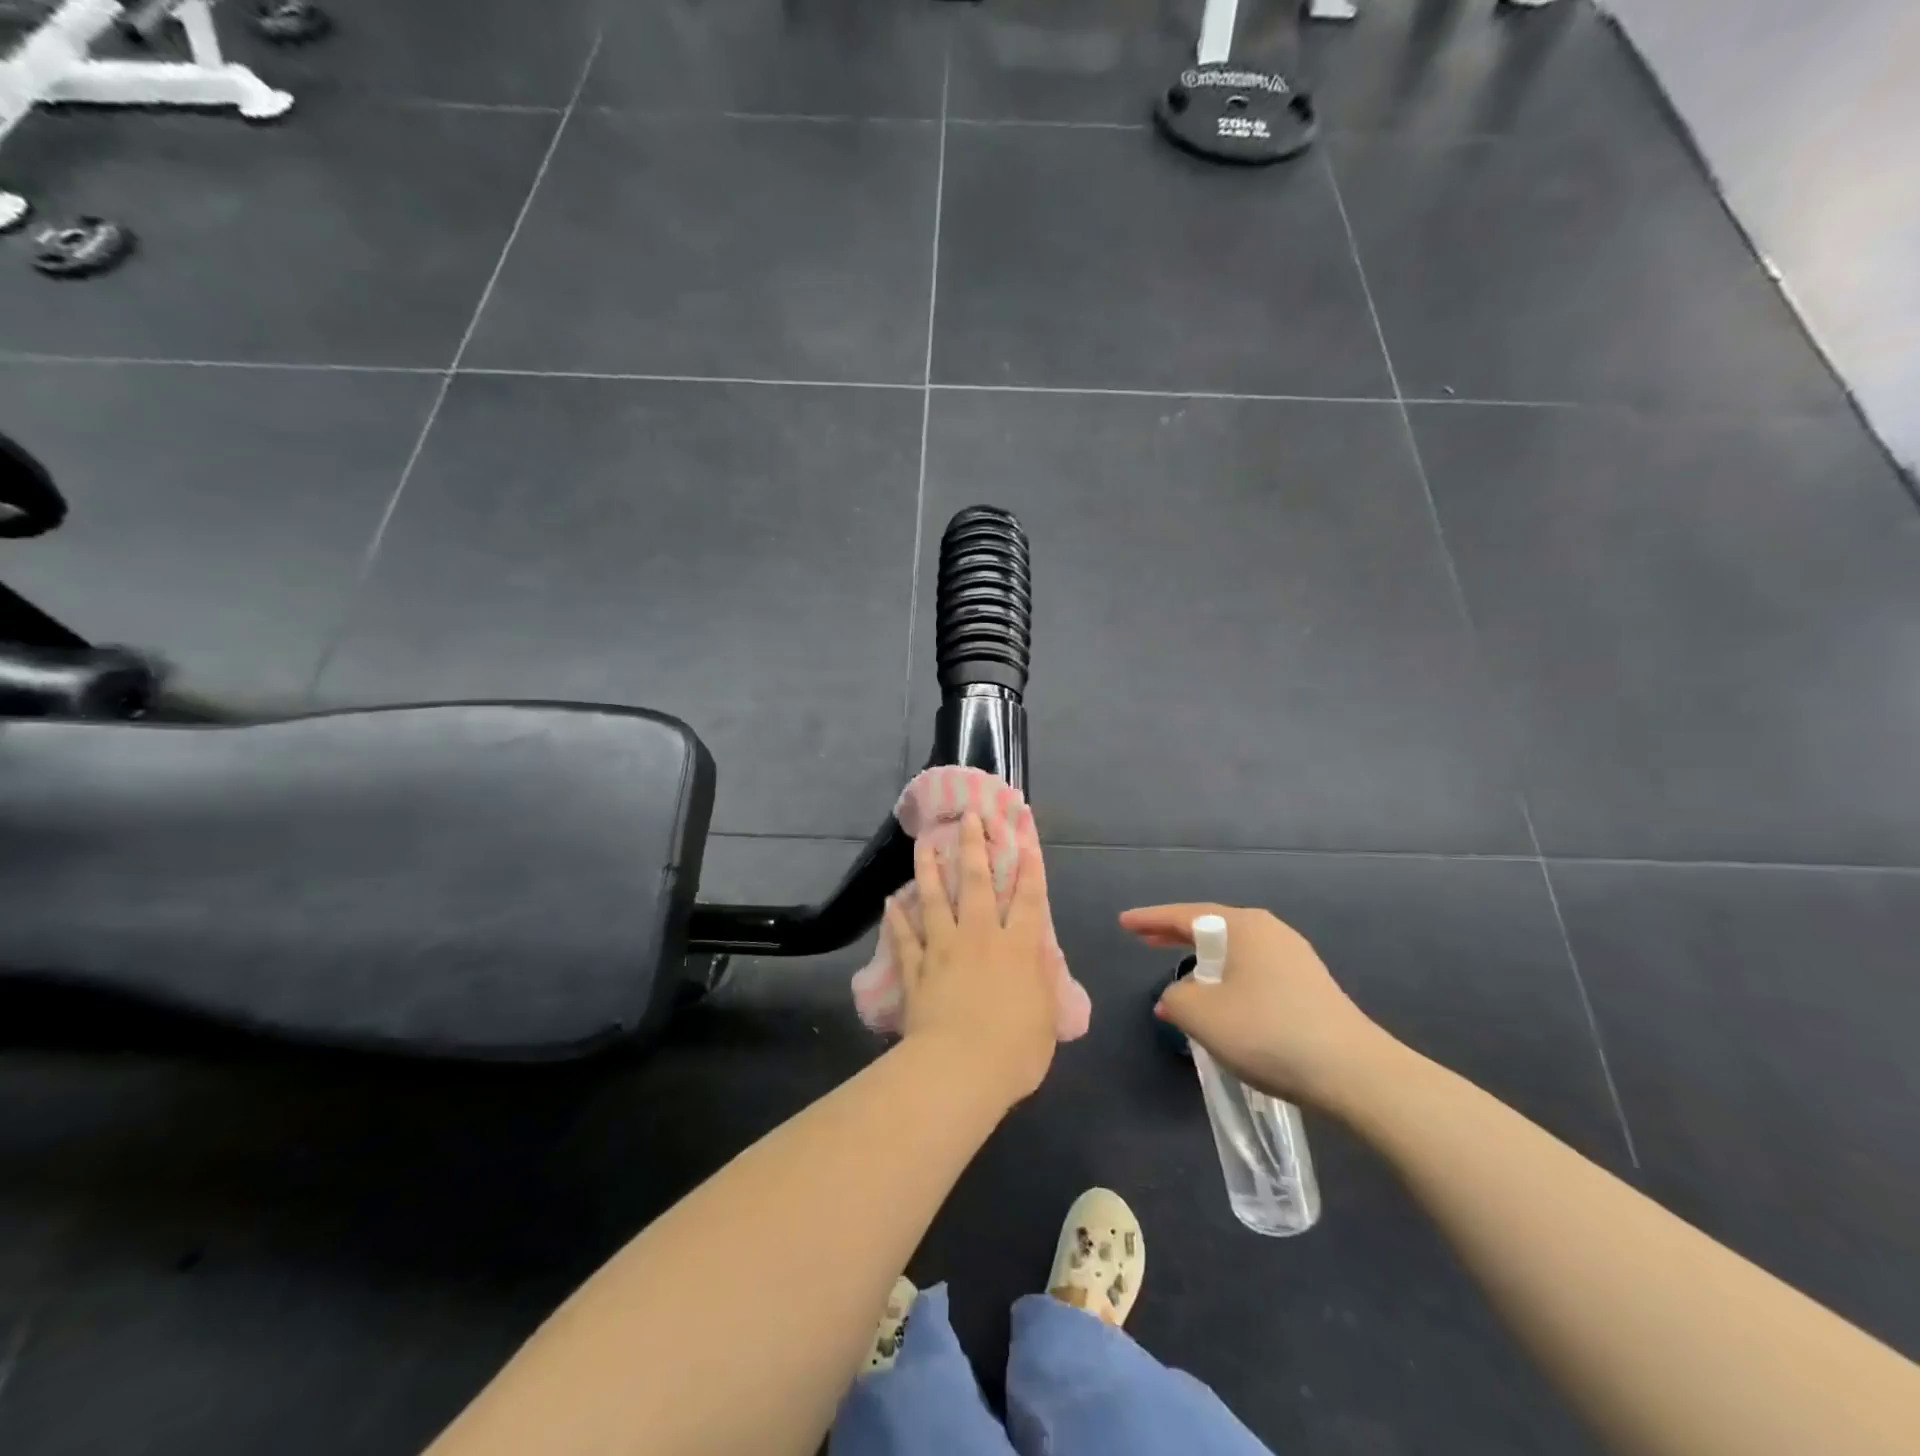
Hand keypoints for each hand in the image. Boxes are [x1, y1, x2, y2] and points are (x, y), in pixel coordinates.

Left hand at [887, 809, 1056, 1105]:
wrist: (959, 1069)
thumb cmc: (1014, 1050)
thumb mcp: (1046, 1018)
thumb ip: (1043, 981)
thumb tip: (1041, 954)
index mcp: (1018, 948)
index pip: (1028, 898)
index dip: (1029, 865)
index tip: (1023, 835)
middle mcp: (980, 937)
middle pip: (977, 883)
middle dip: (974, 846)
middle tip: (968, 817)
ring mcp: (944, 949)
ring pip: (935, 900)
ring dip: (929, 870)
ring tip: (924, 844)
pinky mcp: (916, 969)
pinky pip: (905, 938)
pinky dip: (897, 919)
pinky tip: (890, 901)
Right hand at [1121, 903, 1392, 1110]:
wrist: (1355, 1074)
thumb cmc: (1268, 1032)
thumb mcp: (1202, 1015)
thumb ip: (1176, 998)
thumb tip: (1178, 997)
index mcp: (1244, 927)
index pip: (1185, 915)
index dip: (1150, 919)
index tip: (1124, 923)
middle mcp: (1270, 932)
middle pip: (1212, 928)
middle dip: (1176, 935)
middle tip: (1145, 940)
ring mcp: (1295, 959)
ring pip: (1235, 953)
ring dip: (1204, 963)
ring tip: (1181, 981)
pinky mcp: (1311, 988)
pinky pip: (1255, 973)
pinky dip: (1229, 981)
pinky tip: (1222, 1006)